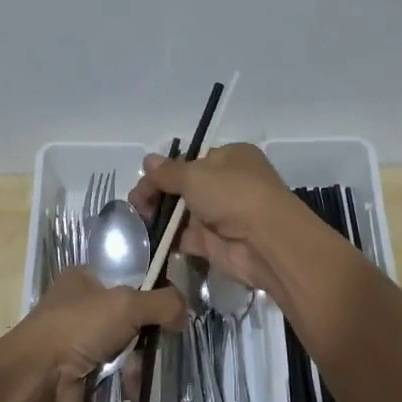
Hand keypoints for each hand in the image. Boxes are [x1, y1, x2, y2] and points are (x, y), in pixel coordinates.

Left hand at [5, 267, 184, 401]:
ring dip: (138, 360)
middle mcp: (82, 307)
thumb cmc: (78, 327)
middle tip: (162, 340)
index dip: (152, 290)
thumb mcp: (127, 303)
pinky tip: (130, 385)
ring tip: (138, 368)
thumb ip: (163, 302)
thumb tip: (185, 312)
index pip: (128, 277)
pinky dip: (127, 380)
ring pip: (128, 347)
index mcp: (84, 279)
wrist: (37, 378)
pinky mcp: (84, 372)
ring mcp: (82, 342)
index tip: (174, 307)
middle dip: (147, 332)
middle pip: (132, 316)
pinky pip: (118, 373)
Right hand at [130, 143, 304, 297]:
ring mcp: (222, 215)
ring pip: (184, 214)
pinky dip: (169, 239)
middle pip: (185, 187)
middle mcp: (228, 185)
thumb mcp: (195, 175)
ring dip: (161, 217)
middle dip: (158, 194)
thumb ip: (168, 172)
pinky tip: (148, 238)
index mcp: (230, 158)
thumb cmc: (232, 194)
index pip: (191, 160)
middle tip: (136, 205)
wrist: (265, 241)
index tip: (144, 181)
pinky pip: (187, 238)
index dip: (166, 170)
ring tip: (137, 221)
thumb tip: (147, 161)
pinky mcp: (216, 243)